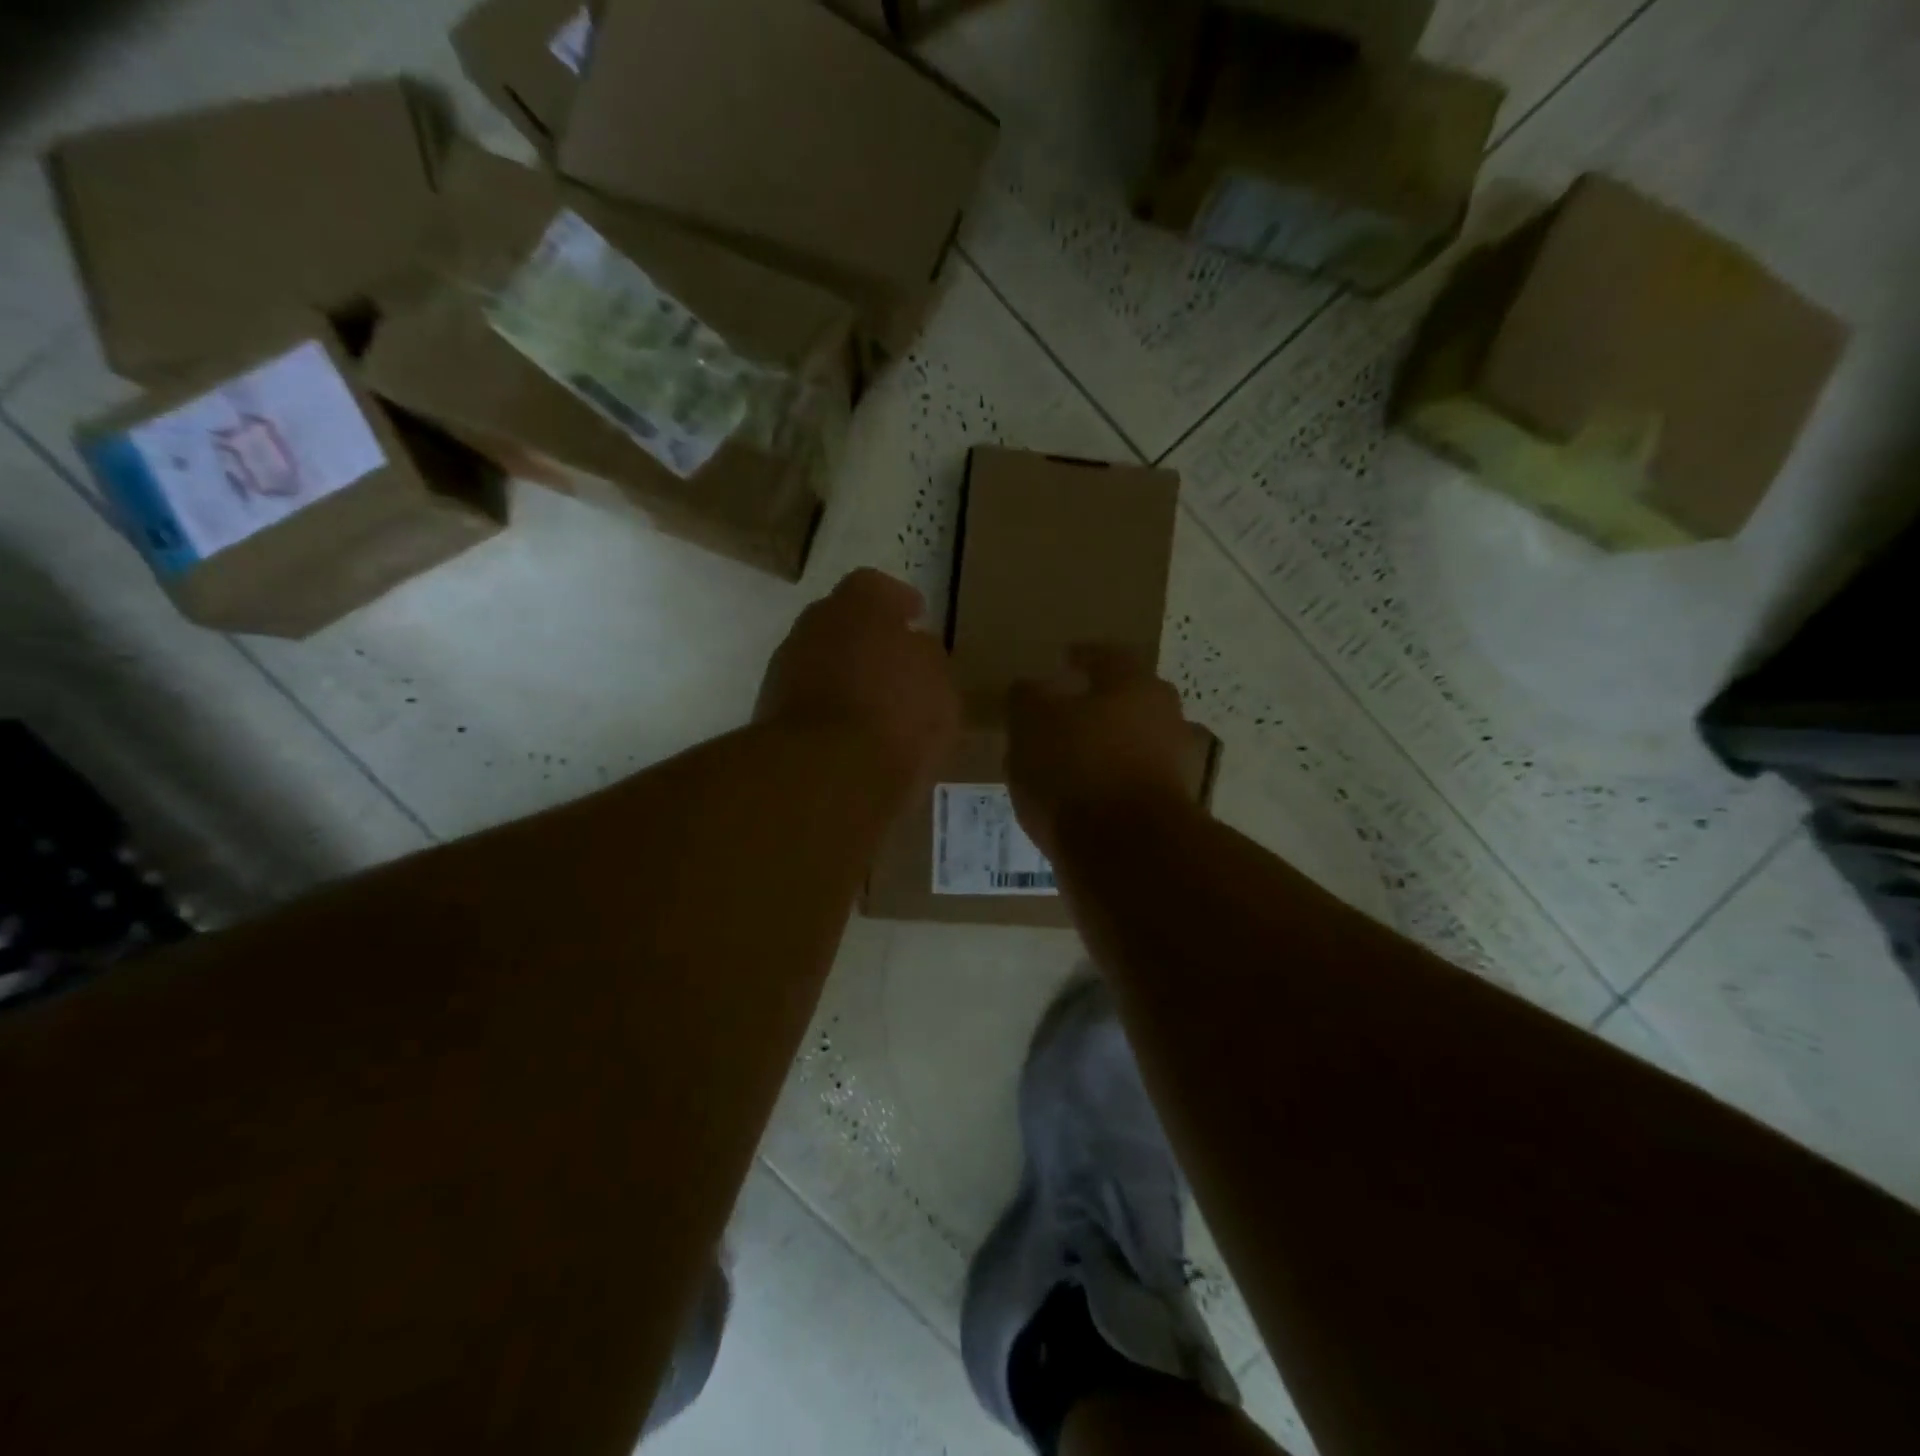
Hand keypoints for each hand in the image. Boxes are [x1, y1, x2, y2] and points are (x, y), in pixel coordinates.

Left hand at [756, 569, 958, 786]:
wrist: (824, 771)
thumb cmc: (897, 715)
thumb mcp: (941, 686)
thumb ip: (927, 657)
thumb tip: (913, 647)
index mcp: (860, 603)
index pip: (877, 587)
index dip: (898, 602)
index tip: (915, 617)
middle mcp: (815, 623)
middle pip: (842, 620)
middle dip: (866, 637)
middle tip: (893, 661)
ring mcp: (785, 665)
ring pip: (821, 658)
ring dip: (844, 673)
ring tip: (873, 704)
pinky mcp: (768, 708)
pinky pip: (808, 696)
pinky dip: (827, 706)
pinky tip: (849, 732)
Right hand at [1006, 645, 1195, 859]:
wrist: (1127, 851)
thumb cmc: (1076, 769)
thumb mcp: (1031, 724)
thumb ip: (1027, 699)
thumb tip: (1030, 689)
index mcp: (1136, 685)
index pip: (1108, 657)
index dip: (1082, 656)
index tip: (1065, 659)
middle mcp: (1166, 718)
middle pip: (1129, 702)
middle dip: (1099, 706)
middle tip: (1065, 714)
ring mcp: (1175, 766)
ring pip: (1134, 745)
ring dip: (1106, 749)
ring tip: (1067, 764)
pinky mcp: (1172, 810)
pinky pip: (1134, 787)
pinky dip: (1111, 788)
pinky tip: (1082, 802)